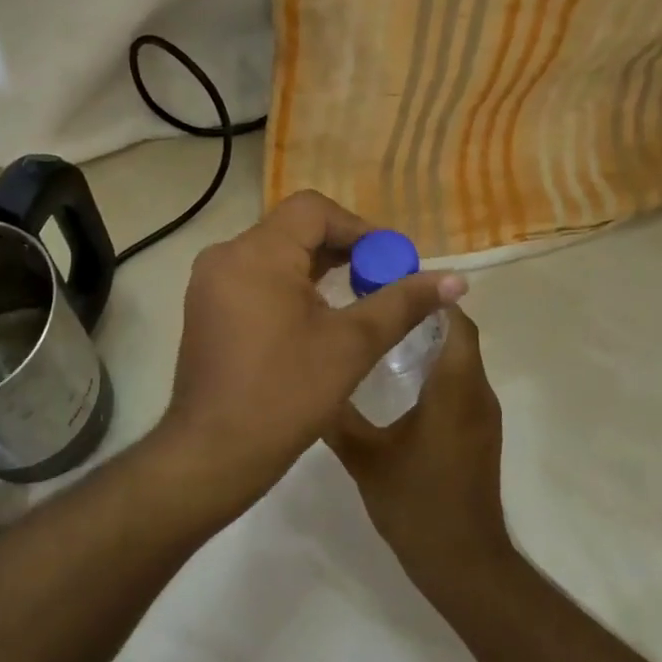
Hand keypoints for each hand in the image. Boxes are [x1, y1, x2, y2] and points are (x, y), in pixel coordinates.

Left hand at [157, 191, 466, 515]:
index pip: (313, 210)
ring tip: (356, 297)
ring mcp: (209, 282)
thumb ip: (402, 303)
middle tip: (381, 281)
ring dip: (316, 268)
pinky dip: (289, 284)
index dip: (359, 228)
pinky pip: (254, 276)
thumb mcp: (351, 345)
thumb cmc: (285, 394)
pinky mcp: (206, 306)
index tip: (390, 262)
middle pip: (293, 229)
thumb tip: (455, 279)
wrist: (214, 451)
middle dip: (342, 249)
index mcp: (256, 253)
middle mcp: (225, 255)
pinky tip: (316, 316)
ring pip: (273, 253)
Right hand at [326, 308, 513, 589]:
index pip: (454, 322)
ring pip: (459, 359)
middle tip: (373, 304)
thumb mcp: (365, 457)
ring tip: (378, 333)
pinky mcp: (477, 432)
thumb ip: (337, 415)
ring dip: (427, 340)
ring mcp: (481, 415)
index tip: (387, 283)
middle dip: (421, 314)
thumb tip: (309, 380)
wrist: (463, 563)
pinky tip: (395, 377)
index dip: (427, 297)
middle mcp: (476, 393)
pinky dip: (433, 367)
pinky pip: (458, 382)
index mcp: (455, 389)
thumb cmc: (417, 503)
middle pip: (457, 335)